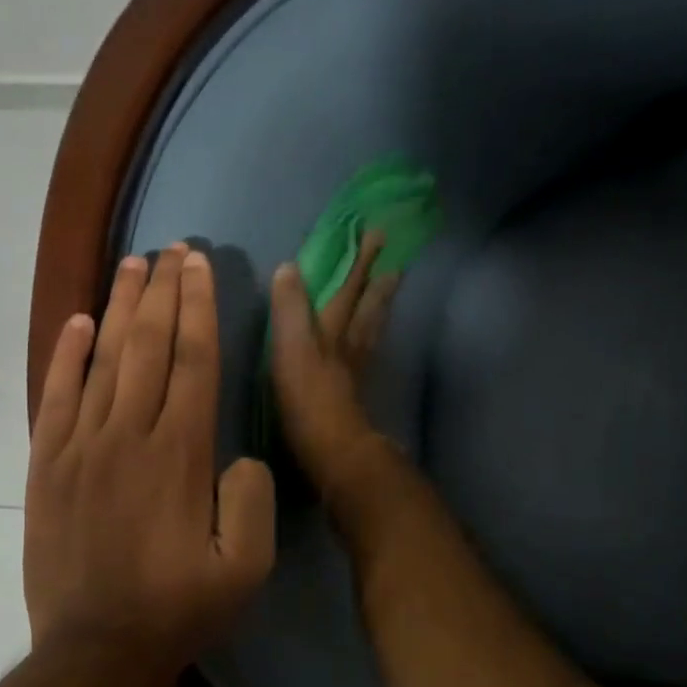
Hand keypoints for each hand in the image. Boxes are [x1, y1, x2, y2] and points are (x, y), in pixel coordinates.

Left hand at [24, 244, 275, 667]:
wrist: (96, 650)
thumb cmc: (179, 609)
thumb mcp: (248, 568)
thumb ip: (253, 500)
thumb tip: (239, 457)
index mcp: (182, 454)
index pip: (194, 361)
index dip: (199, 308)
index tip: (201, 266)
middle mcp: (130, 435)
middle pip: (148, 346)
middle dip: (164, 291)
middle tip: (172, 248)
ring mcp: (81, 447)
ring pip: (103, 360)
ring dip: (120, 307)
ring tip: (132, 264)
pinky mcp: (47, 467)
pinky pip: (56, 396)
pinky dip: (66, 355)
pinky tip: (79, 322)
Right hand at [270, 230, 398, 496]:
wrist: (333, 451)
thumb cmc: (308, 399)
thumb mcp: (291, 348)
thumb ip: (290, 310)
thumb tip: (290, 267)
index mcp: (332, 332)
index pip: (347, 289)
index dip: (358, 263)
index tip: (376, 235)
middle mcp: (349, 347)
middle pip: (368, 308)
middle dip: (378, 283)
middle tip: (396, 262)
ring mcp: (355, 372)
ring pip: (371, 331)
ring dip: (380, 309)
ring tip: (390, 291)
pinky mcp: (353, 396)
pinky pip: (366, 356)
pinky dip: (370, 341)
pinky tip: (368, 344)